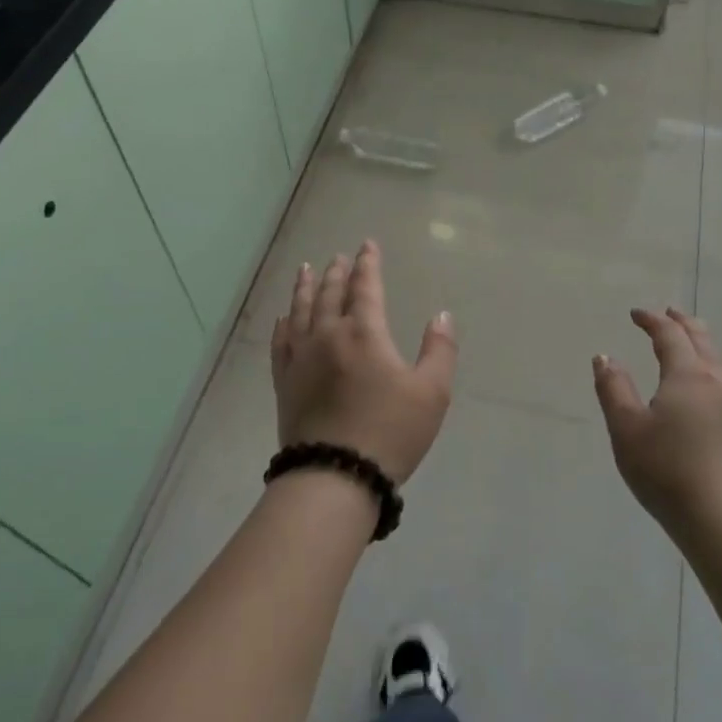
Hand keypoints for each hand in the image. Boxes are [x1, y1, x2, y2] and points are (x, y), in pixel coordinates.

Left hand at [271, 240, 458, 483]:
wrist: (334, 476)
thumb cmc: (389, 432)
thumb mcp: (431, 393)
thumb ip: (439, 349)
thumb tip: (441, 315)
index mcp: (364, 333)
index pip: (365, 287)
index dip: (368, 264)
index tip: (367, 245)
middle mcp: (328, 335)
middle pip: (330, 294)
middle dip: (337, 272)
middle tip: (338, 257)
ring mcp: (300, 358)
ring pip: (301, 311)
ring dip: (305, 288)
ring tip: (306, 270)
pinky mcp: (284, 382)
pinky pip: (280, 342)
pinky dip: (283, 324)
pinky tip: (283, 318)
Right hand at [593, 307, 721, 542]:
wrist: (721, 519)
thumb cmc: (666, 468)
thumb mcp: (626, 427)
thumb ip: (613, 388)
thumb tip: (604, 356)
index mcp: (688, 375)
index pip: (670, 335)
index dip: (652, 320)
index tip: (635, 314)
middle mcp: (715, 382)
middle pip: (702, 340)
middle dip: (683, 323)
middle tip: (668, 313)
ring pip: (718, 359)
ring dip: (700, 342)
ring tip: (688, 340)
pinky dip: (709, 363)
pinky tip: (703, 382)